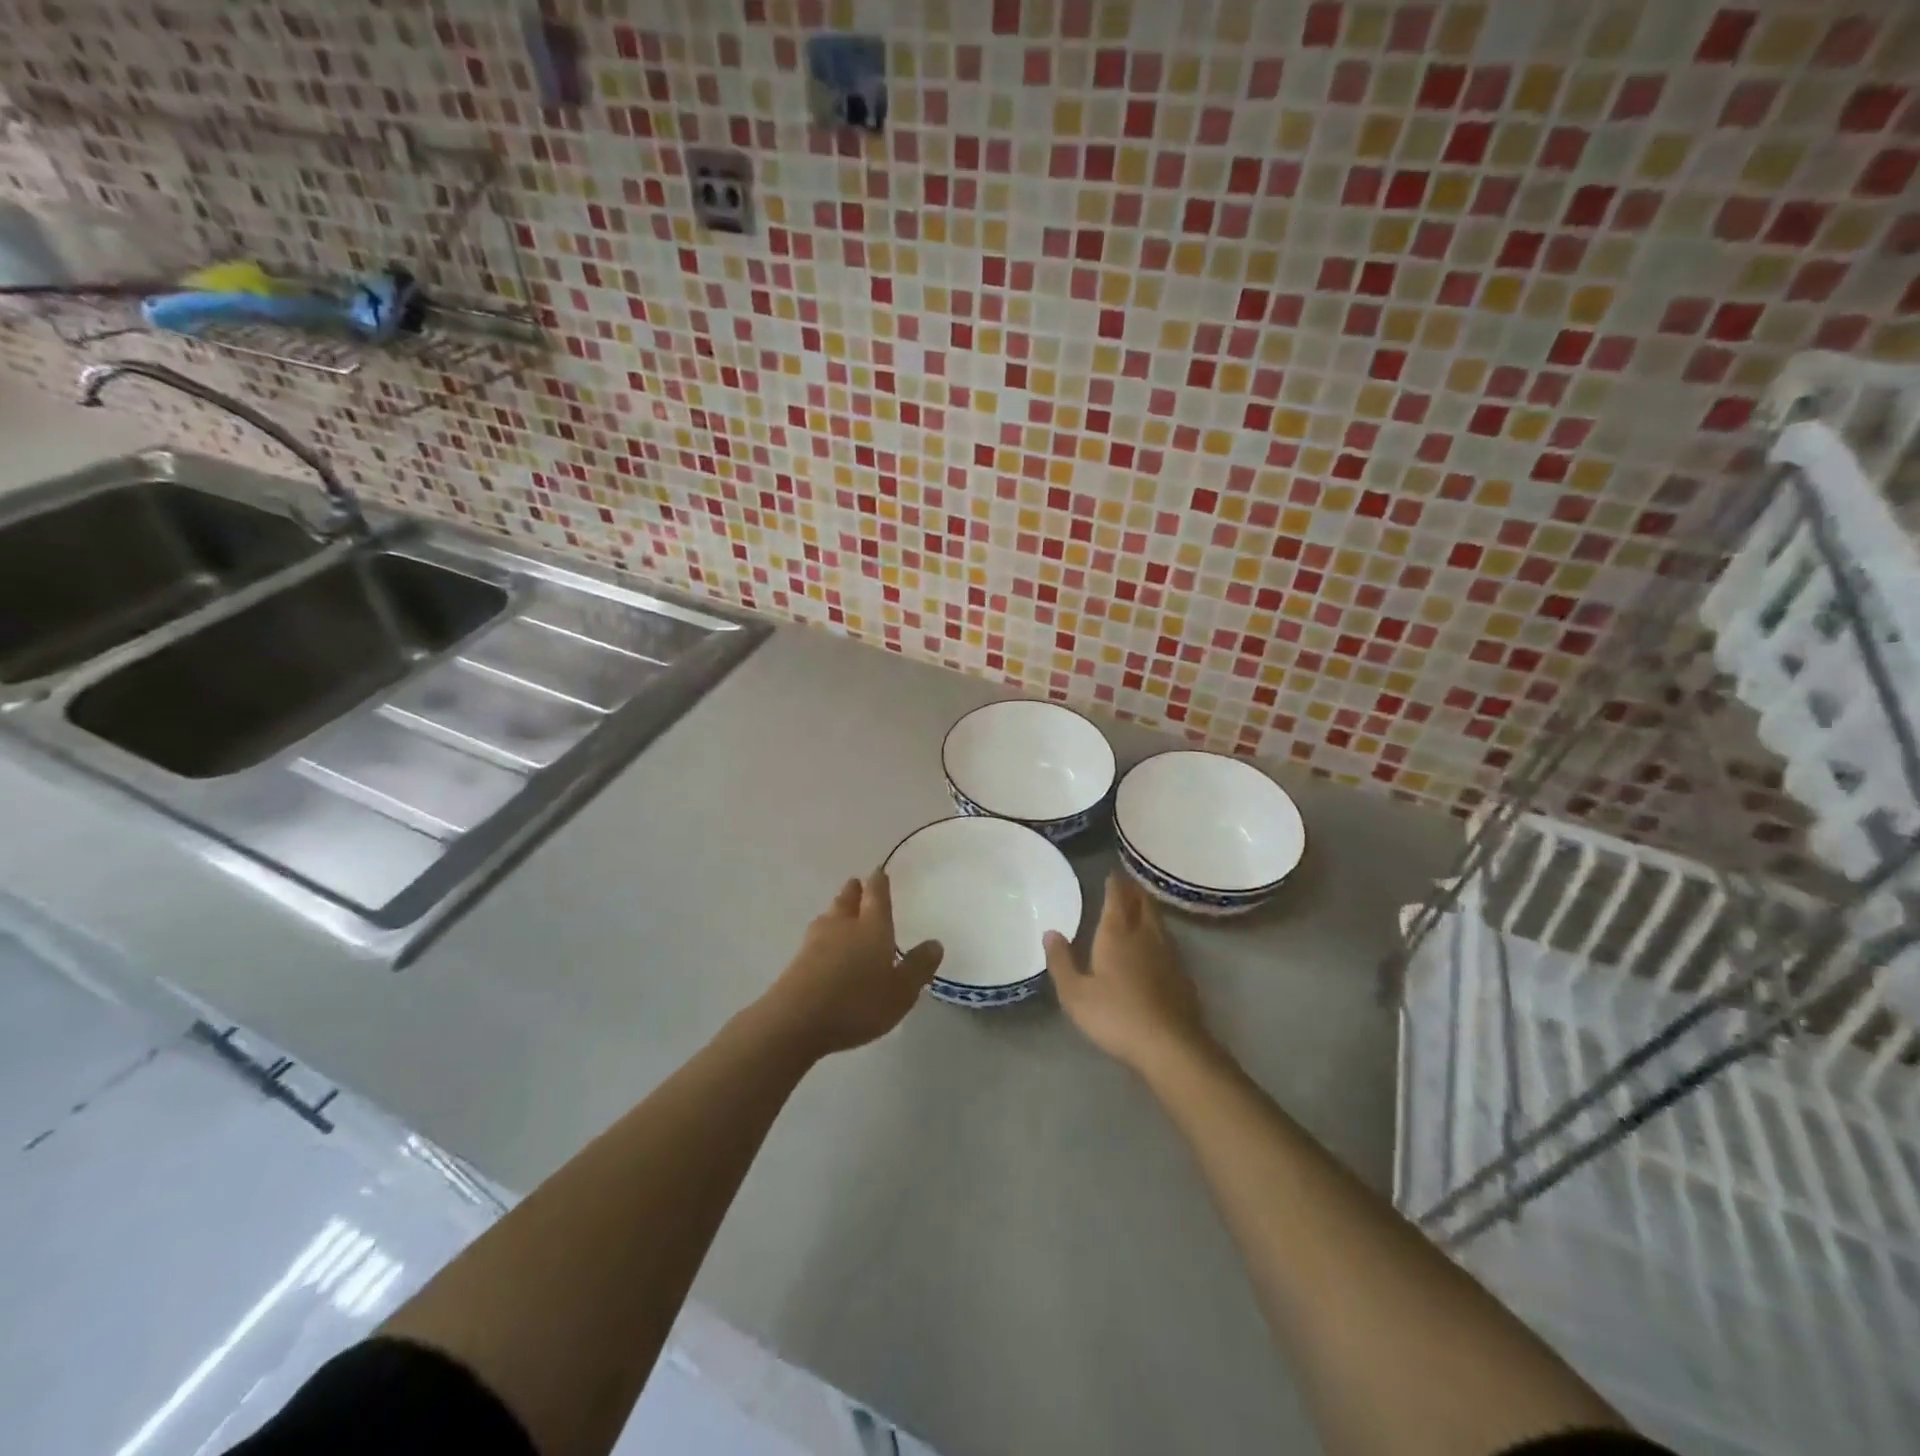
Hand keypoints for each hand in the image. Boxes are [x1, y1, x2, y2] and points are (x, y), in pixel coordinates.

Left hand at [757, 871, 943, 1059]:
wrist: (796, 1020)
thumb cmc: (857, 1002)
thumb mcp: (901, 992)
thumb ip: (918, 967)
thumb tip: (935, 943)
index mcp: (872, 926)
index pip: (876, 895)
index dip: (879, 882)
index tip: (879, 872)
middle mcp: (843, 925)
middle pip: (848, 900)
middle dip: (855, 891)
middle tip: (857, 884)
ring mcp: (816, 941)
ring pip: (829, 916)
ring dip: (836, 910)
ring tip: (840, 910)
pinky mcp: (797, 960)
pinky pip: (815, 938)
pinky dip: (823, 935)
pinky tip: (823, 945)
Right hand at [1044, 872, 1214, 1075]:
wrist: (1170, 1045)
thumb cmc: (1116, 1016)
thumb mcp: (1075, 994)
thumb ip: (1061, 961)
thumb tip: (1050, 932)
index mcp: (1117, 935)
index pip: (1117, 899)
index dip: (1115, 884)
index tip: (1112, 873)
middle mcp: (1145, 937)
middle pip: (1143, 905)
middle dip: (1134, 891)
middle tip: (1127, 883)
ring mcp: (1168, 955)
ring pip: (1158, 922)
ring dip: (1149, 910)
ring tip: (1141, 905)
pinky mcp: (1183, 976)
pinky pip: (1168, 943)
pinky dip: (1159, 934)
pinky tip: (1157, 945)